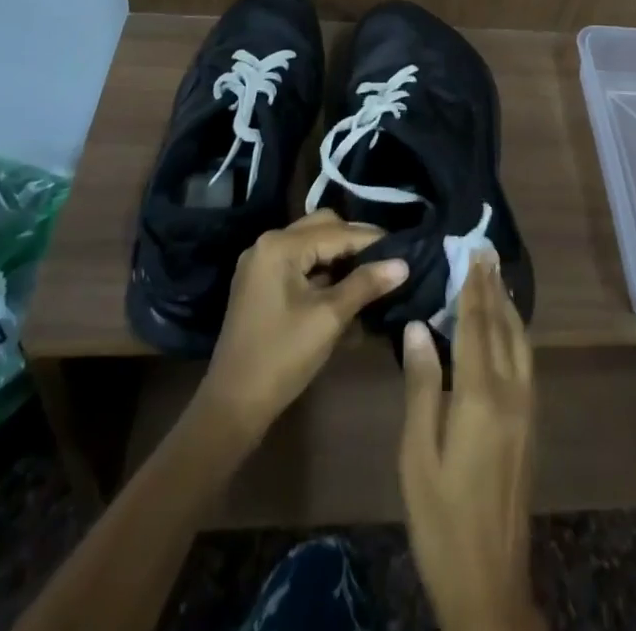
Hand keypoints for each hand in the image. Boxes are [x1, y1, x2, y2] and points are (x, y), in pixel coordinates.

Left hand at [199, 209, 406, 443]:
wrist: (232, 406)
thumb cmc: (282, 357)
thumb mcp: (329, 318)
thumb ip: (365, 284)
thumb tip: (403, 264)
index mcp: (280, 246)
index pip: (337, 232)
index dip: (372, 239)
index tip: (404, 247)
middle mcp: (268, 244)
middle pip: (323, 228)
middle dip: (355, 242)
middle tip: (386, 259)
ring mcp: (260, 264)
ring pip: (311, 245)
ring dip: (339, 257)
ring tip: (371, 274)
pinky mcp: (260, 284)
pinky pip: (299, 264)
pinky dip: (322, 271)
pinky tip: (345, 289)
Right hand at [399, 254, 543, 630]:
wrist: (489, 582)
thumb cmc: (441, 519)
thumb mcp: (417, 455)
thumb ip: (421, 386)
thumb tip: (417, 327)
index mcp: (481, 397)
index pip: (477, 327)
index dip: (473, 288)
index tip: (472, 253)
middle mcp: (512, 394)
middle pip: (505, 328)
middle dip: (494, 288)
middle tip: (486, 253)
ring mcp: (526, 411)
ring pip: (521, 344)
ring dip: (508, 308)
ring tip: (497, 279)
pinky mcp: (530, 427)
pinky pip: (525, 362)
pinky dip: (515, 334)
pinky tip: (507, 331)